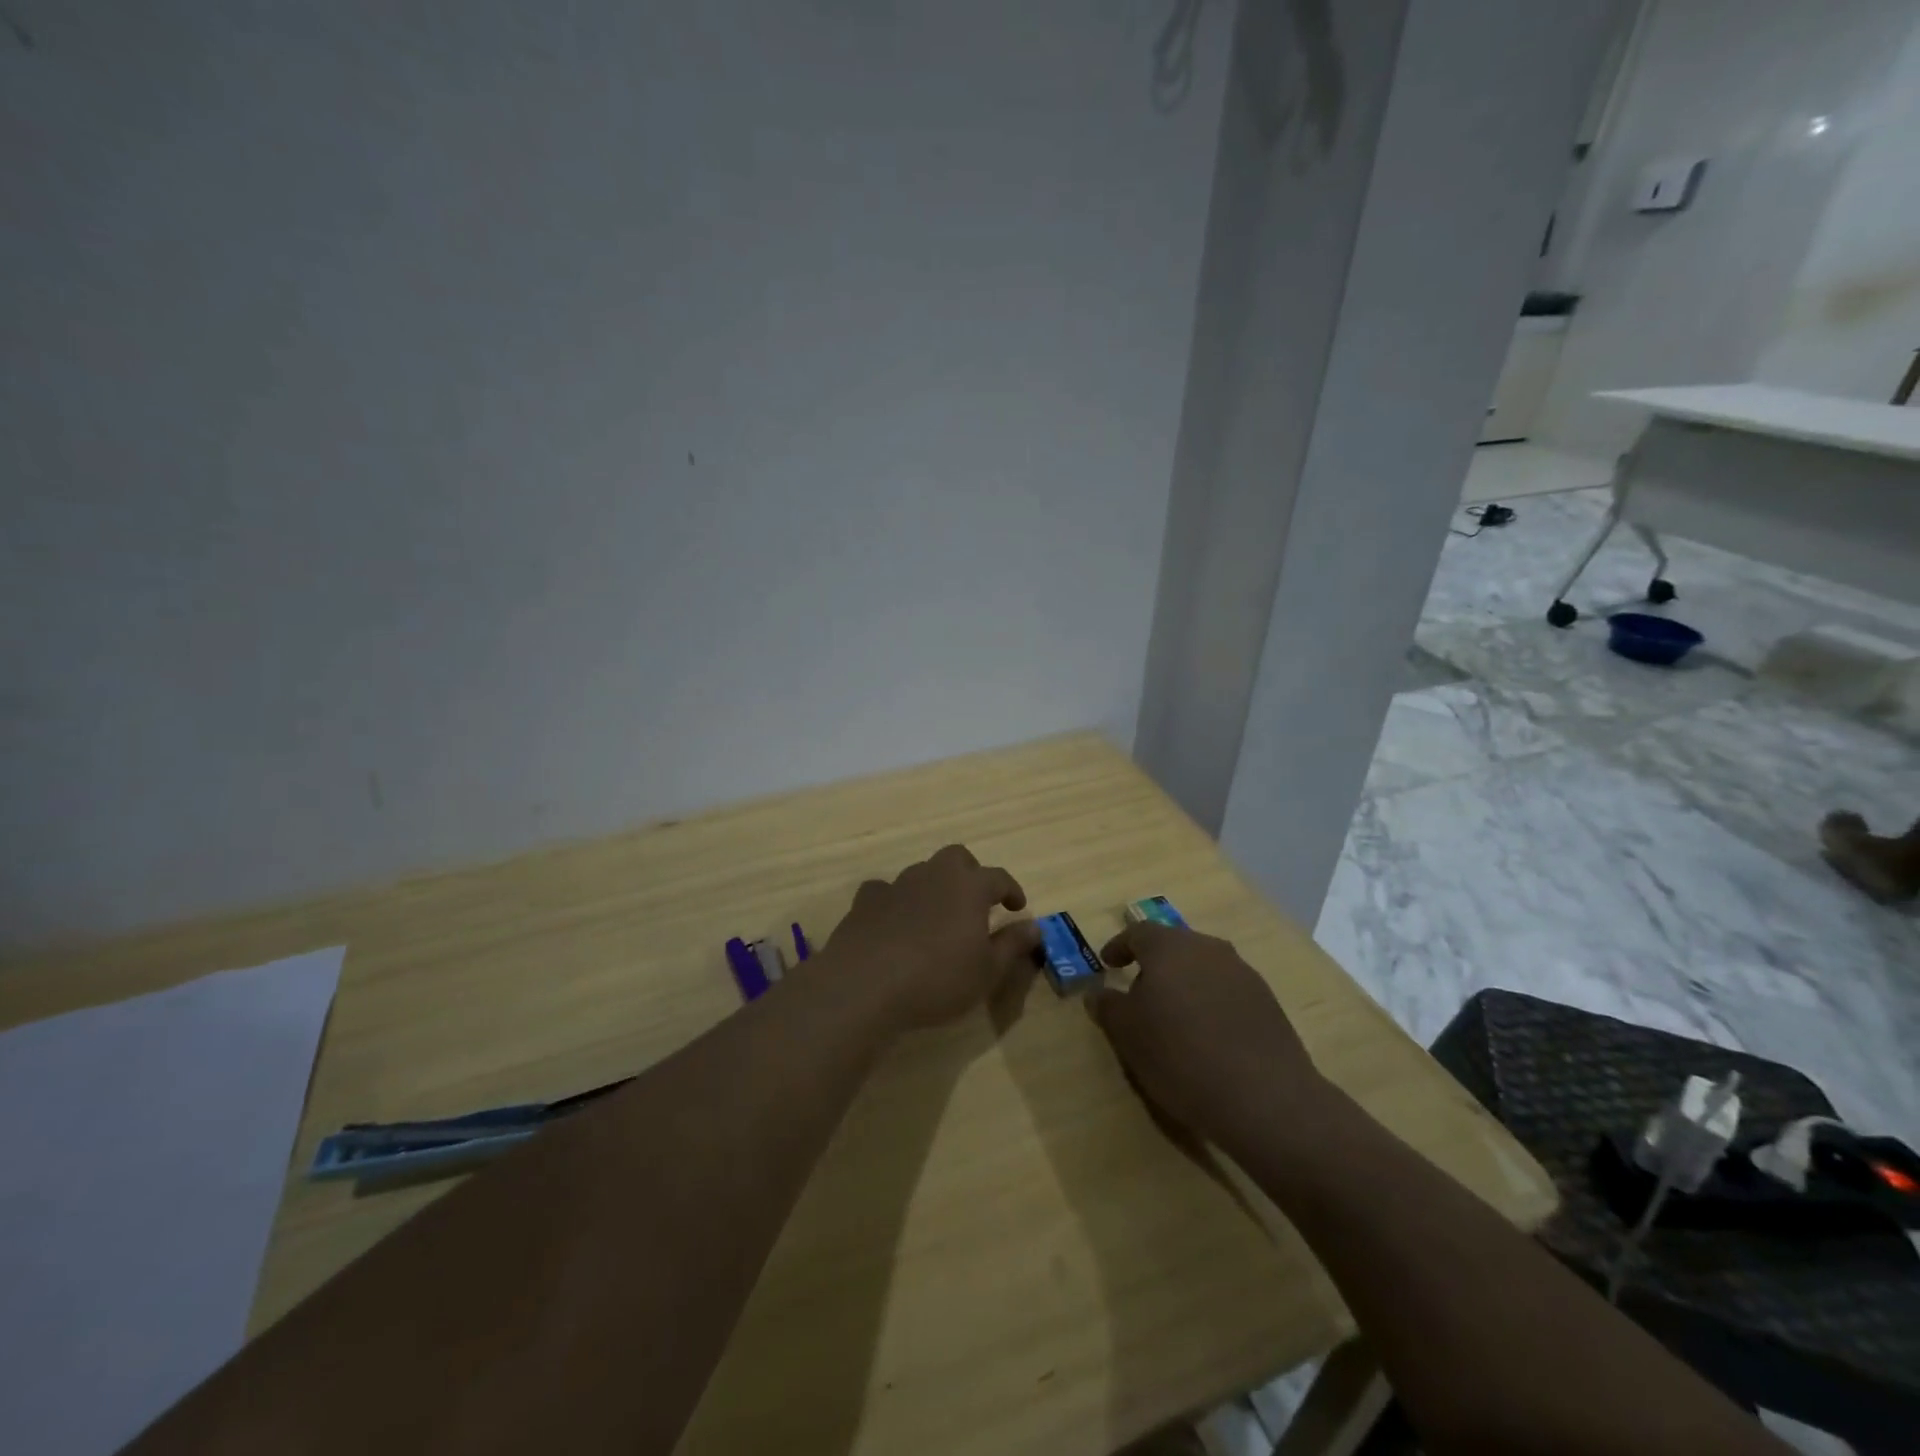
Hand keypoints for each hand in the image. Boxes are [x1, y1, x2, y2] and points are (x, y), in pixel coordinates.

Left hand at [823, 845, 1040, 1028]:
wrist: (865, 985)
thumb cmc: (938, 979)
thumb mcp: (987, 971)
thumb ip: (1012, 945)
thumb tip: (1034, 926)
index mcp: (969, 887)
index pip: (999, 877)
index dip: (1011, 890)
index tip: (1017, 907)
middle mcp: (934, 875)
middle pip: (957, 858)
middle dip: (970, 873)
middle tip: (975, 901)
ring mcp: (897, 885)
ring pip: (921, 871)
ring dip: (933, 886)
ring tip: (936, 915)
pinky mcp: (865, 901)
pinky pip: (885, 891)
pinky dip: (895, 901)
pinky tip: (894, 922)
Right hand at [1088, 922, 1323, 1157]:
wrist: (1263, 1097)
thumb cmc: (1179, 1056)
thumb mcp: (1128, 1035)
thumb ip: (1108, 1007)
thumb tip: (1097, 993)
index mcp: (1169, 947)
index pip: (1138, 933)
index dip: (1120, 946)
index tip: (1108, 963)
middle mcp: (1208, 948)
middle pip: (1174, 946)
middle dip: (1154, 964)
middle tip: (1139, 990)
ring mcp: (1242, 972)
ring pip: (1203, 967)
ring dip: (1185, 982)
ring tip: (1173, 1015)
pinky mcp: (1267, 1001)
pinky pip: (1227, 990)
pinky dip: (1210, 1002)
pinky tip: (1207, 1033)